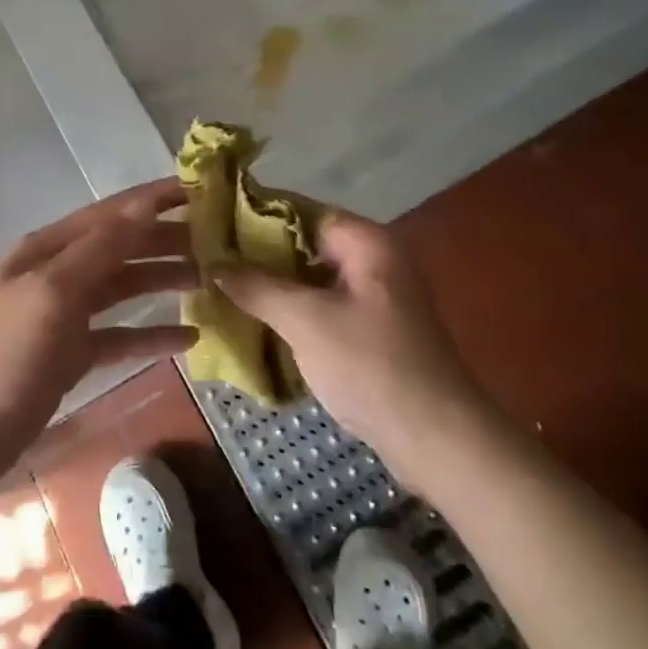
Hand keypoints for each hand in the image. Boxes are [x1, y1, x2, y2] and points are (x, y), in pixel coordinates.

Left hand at [0, 179, 198, 483]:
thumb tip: (144, 206)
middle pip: (122, 248)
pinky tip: (189, 339)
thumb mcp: (51, 293)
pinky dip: (151, 335)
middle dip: (167, 241)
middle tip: (220, 244)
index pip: (112, 212)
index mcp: (51, 248)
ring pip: (124, 288)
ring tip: (211, 282)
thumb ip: (99, 249)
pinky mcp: (72, 354)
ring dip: (163, 282)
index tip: (202, 190)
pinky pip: (120, 336)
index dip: (154, 199)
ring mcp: (65, 315)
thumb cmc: (3, 352)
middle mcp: (60, 273)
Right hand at [217, 209, 493, 465]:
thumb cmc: (371, 366)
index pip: (300, 209)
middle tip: (210, 257)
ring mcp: (373, 295)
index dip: (255, 212)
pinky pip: (321, 303)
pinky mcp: (371, 328)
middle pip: (304, 241)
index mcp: (365, 242)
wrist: (438, 440)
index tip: (212, 220)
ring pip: (310, 275)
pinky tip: (255, 317)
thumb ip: (257, 286)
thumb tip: (213, 263)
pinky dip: (291, 307)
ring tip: (223, 284)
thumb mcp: (306, 321)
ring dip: (272, 281)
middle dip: (258, 251)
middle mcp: (372, 259)